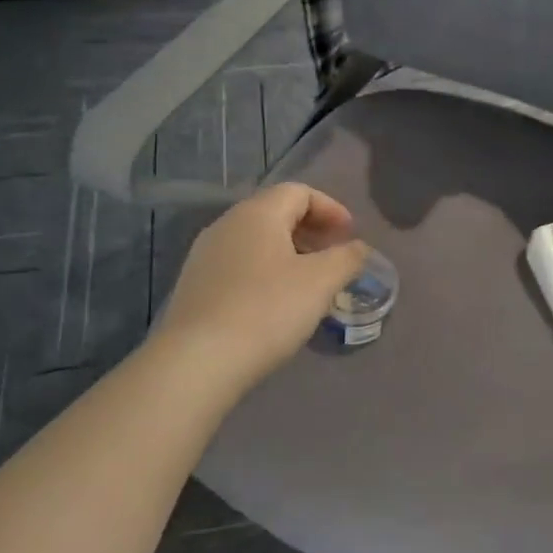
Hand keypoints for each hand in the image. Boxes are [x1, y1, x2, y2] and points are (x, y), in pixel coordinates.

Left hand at [152, 183, 368, 393]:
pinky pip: (239, 265)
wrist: (197, 361)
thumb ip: (347, 258)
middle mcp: (227, 224)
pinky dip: (266, 272)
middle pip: (275, 213)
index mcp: (257, 213)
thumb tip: (358, 248)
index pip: (299, 192)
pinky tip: (276, 304)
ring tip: (310, 283)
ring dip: (289, 253)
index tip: (351, 235)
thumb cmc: (267, 310)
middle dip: (311, 230)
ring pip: (256, 241)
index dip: (331, 208)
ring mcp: (205, 255)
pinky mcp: (195, 286)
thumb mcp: (321, 282)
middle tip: (334, 257)